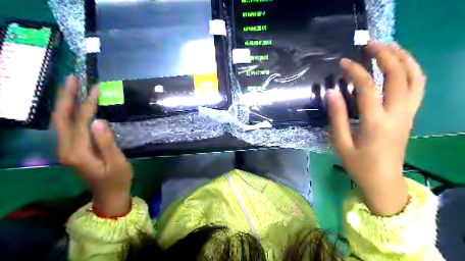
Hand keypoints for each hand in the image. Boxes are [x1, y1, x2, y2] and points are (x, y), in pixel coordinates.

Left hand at [54, 75, 134, 215]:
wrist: (109, 194)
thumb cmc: (117, 179)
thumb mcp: (117, 162)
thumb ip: (107, 143)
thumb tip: (98, 121)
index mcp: (78, 153)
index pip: (80, 122)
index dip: (87, 104)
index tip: (96, 88)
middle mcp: (66, 149)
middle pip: (61, 118)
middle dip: (65, 97)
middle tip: (72, 78)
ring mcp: (67, 149)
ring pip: (61, 122)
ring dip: (65, 103)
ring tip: (72, 86)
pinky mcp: (72, 149)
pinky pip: (67, 127)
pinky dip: (70, 112)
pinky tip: (75, 104)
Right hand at [327, 42, 423, 214]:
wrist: (384, 182)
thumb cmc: (359, 165)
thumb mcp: (341, 144)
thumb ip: (337, 116)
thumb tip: (331, 92)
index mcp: (375, 122)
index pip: (367, 87)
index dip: (355, 71)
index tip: (343, 62)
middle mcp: (397, 114)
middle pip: (398, 75)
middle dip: (385, 55)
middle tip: (370, 44)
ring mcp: (408, 114)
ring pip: (415, 78)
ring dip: (404, 58)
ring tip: (390, 47)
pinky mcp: (410, 116)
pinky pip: (418, 88)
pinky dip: (412, 71)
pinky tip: (400, 65)